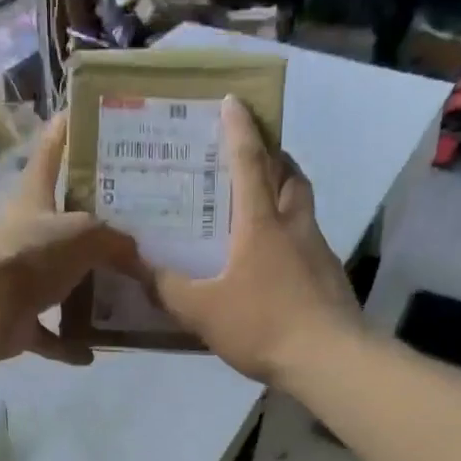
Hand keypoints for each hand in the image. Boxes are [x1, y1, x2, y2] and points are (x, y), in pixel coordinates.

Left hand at [0, 114, 139, 364]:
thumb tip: (141, 258)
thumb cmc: (27, 253)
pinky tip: (92, 353)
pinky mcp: (15, 319)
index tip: (78, 112)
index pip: (50, 154)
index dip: (64, 131)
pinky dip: (67, 345)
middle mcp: (25, 234)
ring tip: (122, 295)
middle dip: (94, 227)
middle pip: (63, 224)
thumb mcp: (82, 234)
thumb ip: (115, 241)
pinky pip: (48, 334)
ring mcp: (18, 278)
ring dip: (85, 292)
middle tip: (135, 228)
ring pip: (58, 282)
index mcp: (33, 199)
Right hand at [151, 96, 362, 382]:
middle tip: (256, 152)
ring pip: (303, 208)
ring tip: (264, 202)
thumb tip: (130, 262)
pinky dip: (292, 236)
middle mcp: (294, 227)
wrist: (329, 360)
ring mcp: (318, 252)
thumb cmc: (263, 325)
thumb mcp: (201, 310)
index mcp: (260, 224)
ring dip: (287, 192)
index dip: (240, 130)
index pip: (250, 163)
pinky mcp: (330, 278)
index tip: (234, 100)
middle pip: (290, 176)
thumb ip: (165, 287)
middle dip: (275, 156)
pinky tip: (277, 260)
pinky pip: (309, 241)